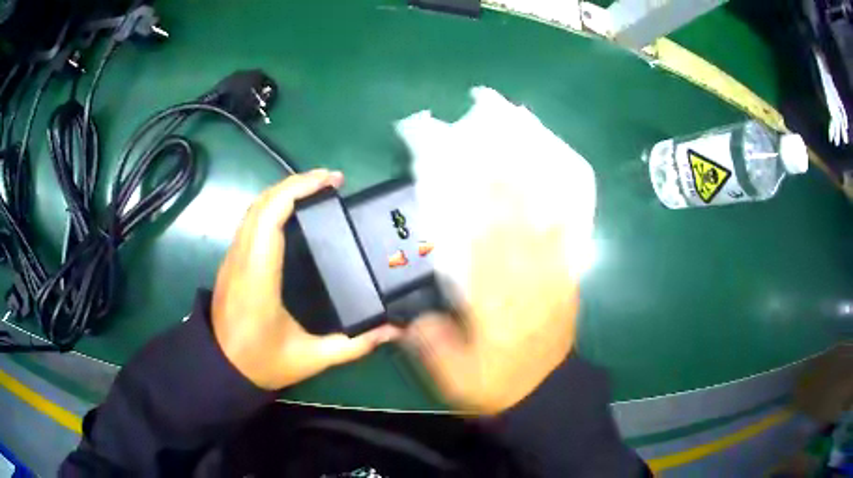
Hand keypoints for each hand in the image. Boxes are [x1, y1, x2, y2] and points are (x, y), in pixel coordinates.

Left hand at [212, 169, 400, 390]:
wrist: (220, 369)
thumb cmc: (262, 363)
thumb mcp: (311, 359)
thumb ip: (354, 345)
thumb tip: (392, 330)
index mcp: (259, 277)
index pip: (271, 216)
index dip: (298, 189)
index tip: (331, 181)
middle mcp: (241, 259)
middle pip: (262, 203)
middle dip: (296, 183)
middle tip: (332, 181)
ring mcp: (232, 258)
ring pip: (253, 209)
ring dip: (282, 191)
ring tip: (315, 190)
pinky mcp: (230, 262)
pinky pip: (249, 221)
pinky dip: (271, 205)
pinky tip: (291, 211)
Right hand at [405, 194, 579, 414]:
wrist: (540, 396)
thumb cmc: (495, 385)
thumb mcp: (453, 377)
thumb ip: (432, 344)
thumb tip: (411, 319)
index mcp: (494, 309)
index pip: (486, 253)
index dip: (481, 216)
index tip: (474, 185)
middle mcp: (525, 292)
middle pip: (516, 236)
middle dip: (508, 197)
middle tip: (499, 163)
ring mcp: (551, 291)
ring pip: (543, 239)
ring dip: (534, 204)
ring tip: (528, 174)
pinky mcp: (566, 295)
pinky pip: (565, 256)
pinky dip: (562, 231)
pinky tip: (559, 209)